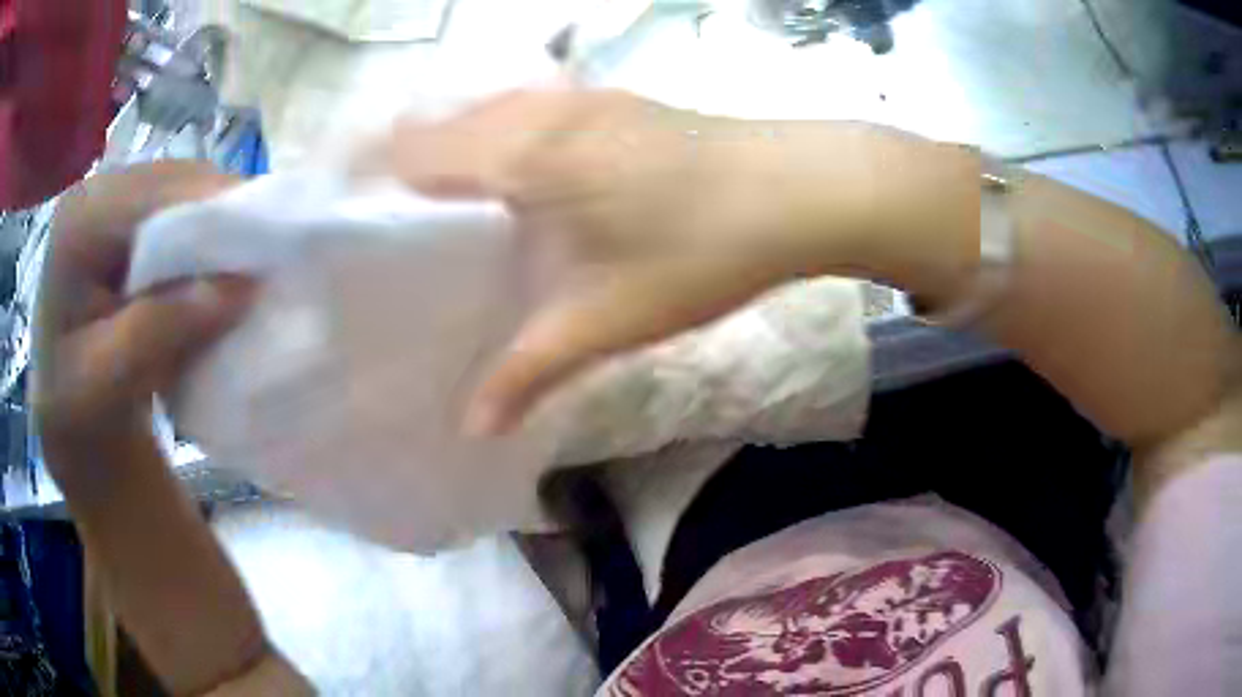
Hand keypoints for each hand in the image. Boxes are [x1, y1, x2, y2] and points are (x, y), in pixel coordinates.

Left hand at [34, 161, 254, 460]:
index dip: (215, 214)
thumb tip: (242, 286)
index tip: (270, 249)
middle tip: (265, 260)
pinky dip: (204, 233)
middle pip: (174, 182)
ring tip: (246, 263)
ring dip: (216, 225)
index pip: (157, 197)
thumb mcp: (107, 383)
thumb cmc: (77, 410)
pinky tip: (215, 264)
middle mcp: (93, 192)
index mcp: (78, 223)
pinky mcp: (122, 213)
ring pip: (181, 189)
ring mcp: (109, 197)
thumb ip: (158, 331)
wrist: (66, 417)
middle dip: (222, 216)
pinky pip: (176, 207)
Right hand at [386, 88, 935, 432]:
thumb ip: (530, 367)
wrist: (798, 189)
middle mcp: (534, 110)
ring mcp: (575, 98)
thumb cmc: (702, 248)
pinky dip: (489, 142)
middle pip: (434, 127)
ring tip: (423, 211)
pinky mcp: (606, 104)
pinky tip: (500, 184)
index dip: (360, 176)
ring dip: (444, 151)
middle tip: (373, 227)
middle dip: (393, 168)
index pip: (406, 151)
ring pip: (478, 115)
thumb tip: (474, 424)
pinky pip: (519, 114)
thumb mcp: (608, 318)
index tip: (334, 216)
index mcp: (517, 150)